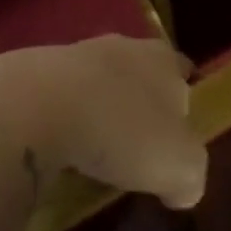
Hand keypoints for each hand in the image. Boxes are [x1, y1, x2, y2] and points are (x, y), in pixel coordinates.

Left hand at [0, 36, 206, 208]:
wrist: (39, 105)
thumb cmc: (122, 131)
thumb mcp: (179, 166)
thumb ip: (191, 174)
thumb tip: (182, 186)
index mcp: (162, 59)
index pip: (182, 72)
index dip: (183, 102)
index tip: (178, 134)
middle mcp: (123, 45)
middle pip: (139, 72)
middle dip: (139, 103)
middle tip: (137, 145)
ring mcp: (77, 51)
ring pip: (99, 80)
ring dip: (99, 106)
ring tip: (95, 148)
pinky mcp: (39, 66)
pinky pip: (62, 93)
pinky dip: (65, 113)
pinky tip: (61, 142)